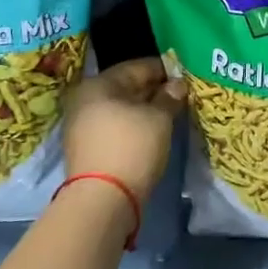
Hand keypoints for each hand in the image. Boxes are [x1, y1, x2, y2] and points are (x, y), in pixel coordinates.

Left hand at [63, 57, 185, 202]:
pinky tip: (153, 131)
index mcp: (98, 84)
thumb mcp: (159, 117)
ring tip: (170, 114)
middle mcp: (85, 100)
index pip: (137, 67)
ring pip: (121, 108)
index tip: (185, 76)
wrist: (102, 201)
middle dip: (154, 90)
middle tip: (180, 95)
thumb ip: (169, 96)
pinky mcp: (86, 148)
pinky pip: (115, 126)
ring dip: (145, 109)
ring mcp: (82, 125)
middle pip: (126, 87)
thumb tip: (177, 84)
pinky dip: (134, 125)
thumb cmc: (132, 147)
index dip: (164, 70)